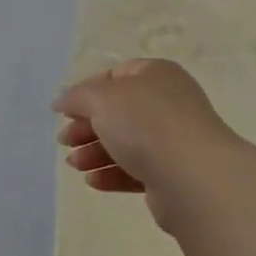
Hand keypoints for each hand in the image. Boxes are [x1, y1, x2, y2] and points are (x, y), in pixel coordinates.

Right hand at [53, 59, 239, 219]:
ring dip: (95, 152)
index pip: (116, 76)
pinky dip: (113, 173)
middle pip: (119, 112)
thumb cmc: (146, 124)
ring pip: (126, 143)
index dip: (87, 91)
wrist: (193, 177)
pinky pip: (137, 170)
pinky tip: (93, 181)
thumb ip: (78, 96)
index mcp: (156, 75)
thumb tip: (62, 100)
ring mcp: (174, 140)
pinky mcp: (173, 175)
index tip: (65, 112)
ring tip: (75, 164)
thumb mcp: (102, 99)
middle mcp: (168, 103)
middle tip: (64, 141)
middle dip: (88, 126)